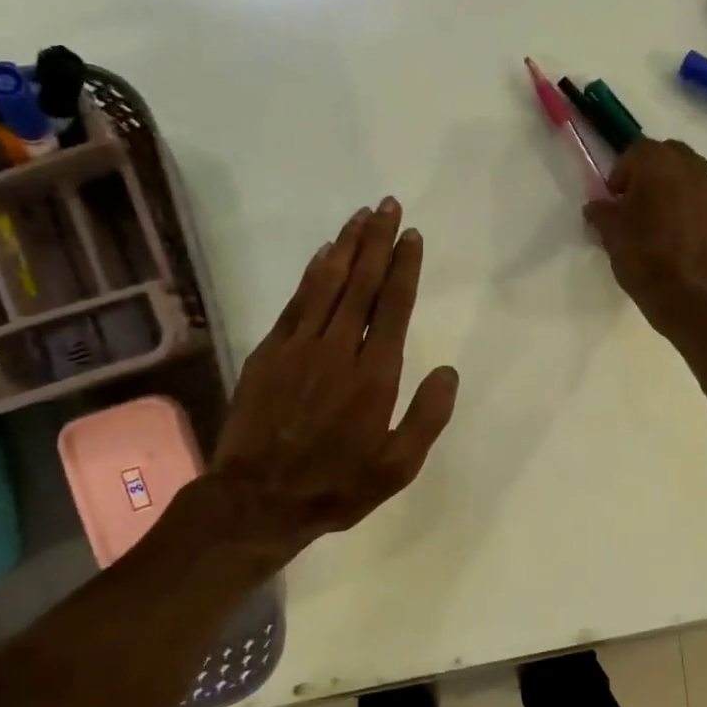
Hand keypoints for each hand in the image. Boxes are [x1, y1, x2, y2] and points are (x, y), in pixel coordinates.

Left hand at [194, 197, 458, 564]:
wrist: (257, 500)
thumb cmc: (336, 486)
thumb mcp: (397, 467)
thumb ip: (427, 416)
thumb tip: (449, 371)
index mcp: (374, 376)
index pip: (393, 307)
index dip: (404, 268)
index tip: (412, 235)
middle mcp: (338, 350)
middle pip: (361, 283)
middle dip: (377, 241)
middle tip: (388, 206)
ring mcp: (298, 348)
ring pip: (327, 284)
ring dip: (346, 247)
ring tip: (361, 216)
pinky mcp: (269, 353)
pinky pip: (296, 303)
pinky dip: (312, 274)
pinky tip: (324, 255)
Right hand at [583, 140, 706, 407]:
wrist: (691, 298)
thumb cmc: (644, 259)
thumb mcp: (611, 236)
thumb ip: (602, 213)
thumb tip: (597, 207)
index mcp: (659, 164)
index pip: (636, 152)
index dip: (621, 174)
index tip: (615, 200)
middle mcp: (693, 169)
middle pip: (670, 156)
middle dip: (653, 174)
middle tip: (639, 204)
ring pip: (694, 180)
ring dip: (678, 192)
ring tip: (664, 224)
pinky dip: (697, 215)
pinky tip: (686, 242)